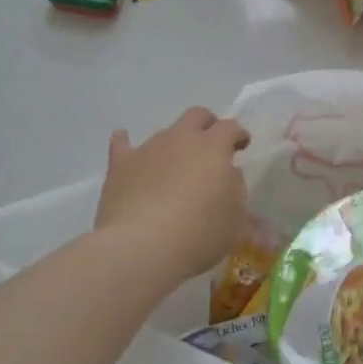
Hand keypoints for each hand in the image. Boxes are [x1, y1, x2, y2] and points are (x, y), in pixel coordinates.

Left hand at [97, 107, 250, 282]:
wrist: (143, 247)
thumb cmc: (199, 233)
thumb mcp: (235, 217)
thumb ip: (234, 189)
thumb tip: (228, 176)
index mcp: (213, 147)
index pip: (230, 128)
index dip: (238, 134)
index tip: (242, 145)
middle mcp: (181, 139)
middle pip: (196, 116)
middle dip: (206, 125)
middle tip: (211, 144)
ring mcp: (149, 149)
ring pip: (164, 133)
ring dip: (173, 144)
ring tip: (174, 166)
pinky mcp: (120, 166)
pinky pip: (121, 145)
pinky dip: (124, 142)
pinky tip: (123, 139)